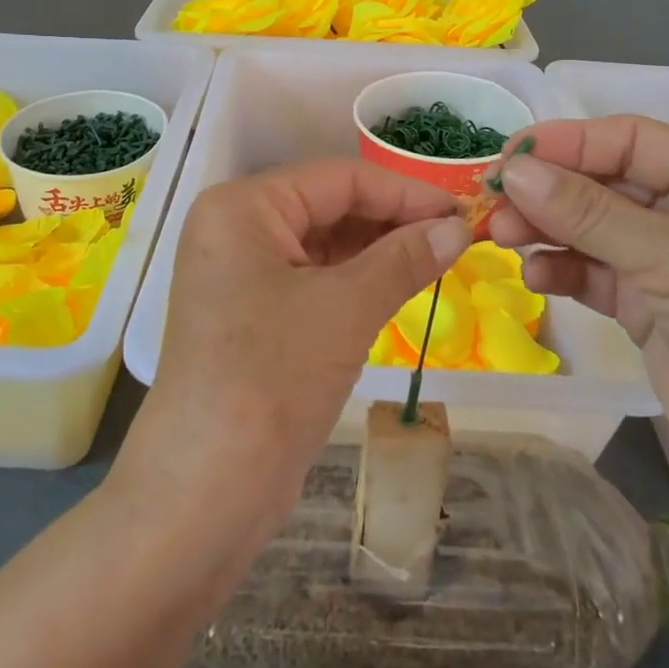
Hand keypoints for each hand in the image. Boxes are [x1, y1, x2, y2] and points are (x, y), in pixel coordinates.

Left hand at [113, 159, 471, 556]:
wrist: (207, 489)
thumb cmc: (273, 376)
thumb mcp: (346, 308)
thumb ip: (404, 259)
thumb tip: (458, 228)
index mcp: (243, 206)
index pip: (338, 178)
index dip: (404, 191)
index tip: (461, 211)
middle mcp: (235, 229)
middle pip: (328, 206)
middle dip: (392, 221)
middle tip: (456, 238)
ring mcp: (240, 274)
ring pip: (323, 245)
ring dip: (378, 251)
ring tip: (439, 260)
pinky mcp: (252, 314)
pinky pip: (313, 280)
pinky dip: (356, 281)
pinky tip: (399, 286)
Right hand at [487, 116, 668, 506]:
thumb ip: (589, 213)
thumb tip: (514, 171)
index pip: (631, 140)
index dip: (567, 143)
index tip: (507, 157)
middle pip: (605, 182)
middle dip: (549, 190)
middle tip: (494, 204)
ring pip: (592, 228)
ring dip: (547, 229)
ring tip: (503, 238)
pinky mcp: (649, 309)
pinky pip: (594, 274)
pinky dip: (563, 271)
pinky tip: (538, 278)